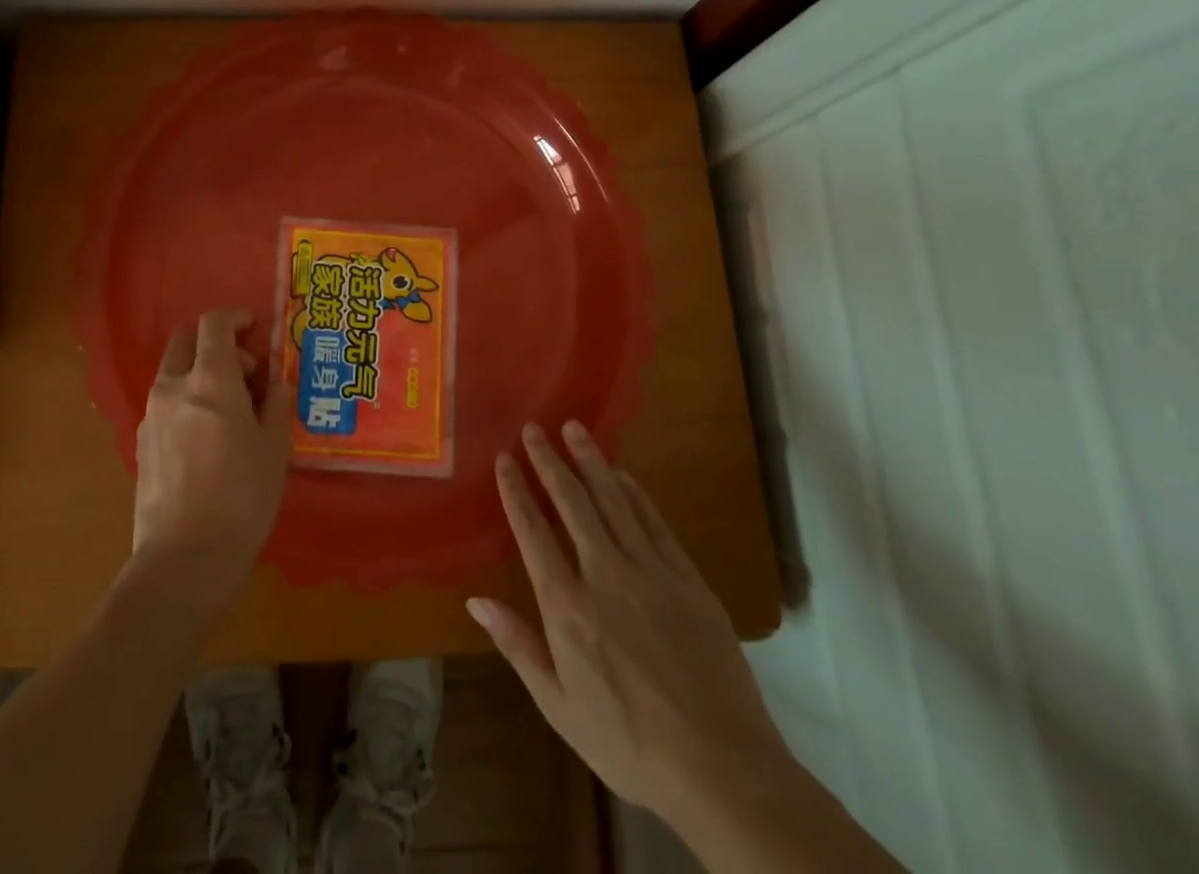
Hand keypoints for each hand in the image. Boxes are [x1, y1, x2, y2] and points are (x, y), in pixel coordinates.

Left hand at [131, 309, 291, 606]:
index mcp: (209, 379)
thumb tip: (275, 383)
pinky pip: (166, 403)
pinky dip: (187, 401)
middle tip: (245, 373)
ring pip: (174, 373)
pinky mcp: (141, 443)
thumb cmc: (241, 497)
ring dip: (200, 374)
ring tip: (230, 411)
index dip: (235, 318)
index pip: (213, 323)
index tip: (254, 328)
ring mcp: (151, 415)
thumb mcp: (274, 447)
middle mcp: (173, 386)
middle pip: (186, 341)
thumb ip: (276, 403)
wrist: (184, 559)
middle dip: (215, 344)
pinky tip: (208, 439)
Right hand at [468, 422, 795, 823]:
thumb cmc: (630, 744)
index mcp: (567, 606)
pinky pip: (655, 523)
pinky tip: (623, 476)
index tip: (505, 459)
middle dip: (550, 462)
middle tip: (535, 427)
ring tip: (575, 429)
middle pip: (572, 503)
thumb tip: (475, 600)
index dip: (516, 491)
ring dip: (591, 462)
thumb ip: (518, 646)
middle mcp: (604, 575)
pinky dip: (635, 494)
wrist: (723, 770)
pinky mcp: (687, 579)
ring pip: (614, 501)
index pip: (532, 532)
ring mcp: (651, 572)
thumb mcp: (559, 707)